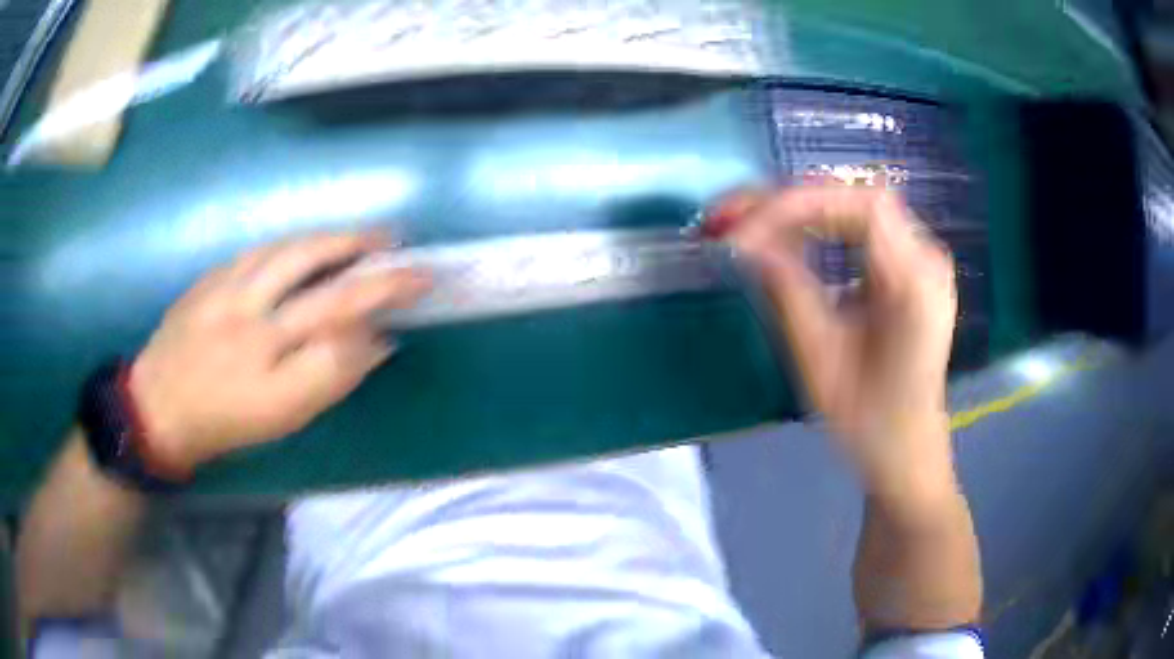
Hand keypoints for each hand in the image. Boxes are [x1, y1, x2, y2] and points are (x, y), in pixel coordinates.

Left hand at [128, 232, 430, 476]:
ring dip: (339, 242)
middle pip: (328, 293)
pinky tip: (312, 241)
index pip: (344, 343)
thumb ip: (328, 380)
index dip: (382, 316)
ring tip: (370, 235)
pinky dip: (296, 242)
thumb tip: (374, 343)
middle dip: (378, 274)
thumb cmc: (224, 421)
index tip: (410, 302)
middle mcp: (253, 333)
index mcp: (272, 382)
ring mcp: (229, 297)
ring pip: (293, 255)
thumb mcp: (280, 420)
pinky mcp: (212, 278)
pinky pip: (261, 250)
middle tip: (409, 258)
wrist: (157, 405)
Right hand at [714, 187, 957, 502]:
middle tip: (730, 216)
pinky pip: (863, 227)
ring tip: (747, 223)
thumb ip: (787, 291)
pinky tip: (787, 236)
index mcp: (915, 285)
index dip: (796, 205)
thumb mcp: (821, 360)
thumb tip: (744, 240)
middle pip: (857, 197)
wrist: (906, 450)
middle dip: (790, 200)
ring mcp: (922, 260)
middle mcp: (927, 259)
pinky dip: (819, 225)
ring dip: (800, 209)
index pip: (861, 208)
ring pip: (857, 206)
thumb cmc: (867, 421)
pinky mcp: (910, 267)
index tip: (742, 231)